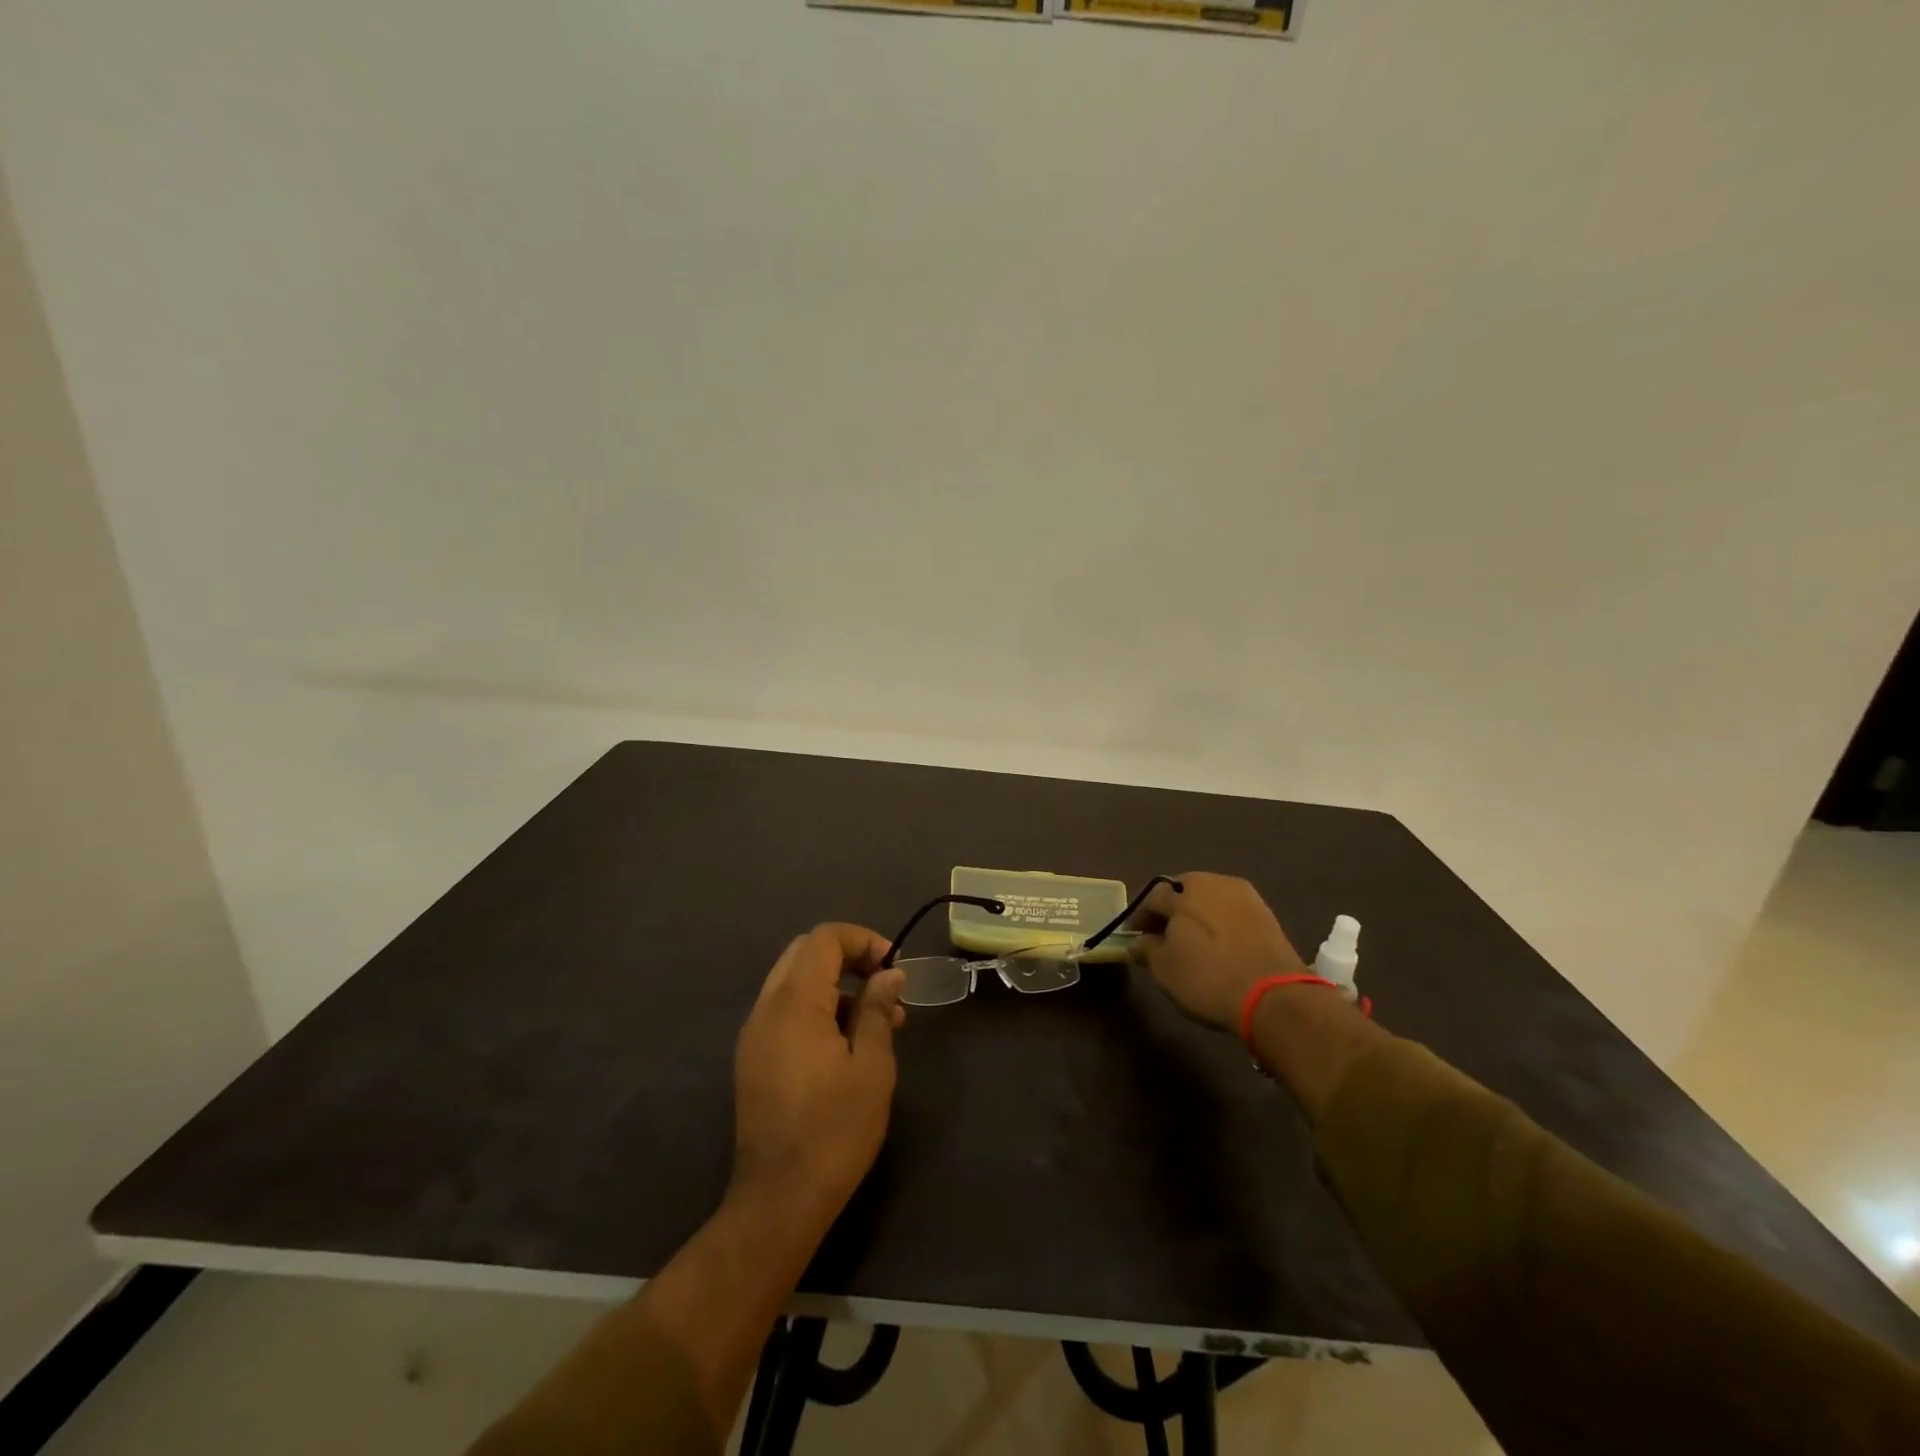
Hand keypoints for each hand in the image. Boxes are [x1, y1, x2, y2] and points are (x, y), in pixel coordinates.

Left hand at [731, 923, 905, 1232]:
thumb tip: (889, 974)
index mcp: (795, 1003)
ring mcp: (754, 1033)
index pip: (824, 939)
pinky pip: (785, 1010)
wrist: (779, 1199)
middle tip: (884, 984)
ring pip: (793, 980)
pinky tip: (847, 1042)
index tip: (893, 966)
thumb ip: (877, 1010)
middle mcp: (767, 1008)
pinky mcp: (752, 1057)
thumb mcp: (871, 1066)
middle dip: (848, 956)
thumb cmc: (835, 1130)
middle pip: (804, 952)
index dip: (862, 940)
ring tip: (877, 1019)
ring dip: (834, 984)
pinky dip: (816, 1007)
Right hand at [1129, 872, 1307, 1030]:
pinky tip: (1219, 944)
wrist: (1273, 997)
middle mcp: (1213, 883)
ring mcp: (1244, 896)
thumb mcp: (1165, 969)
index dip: (1140, 917)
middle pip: (1183, 891)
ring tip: (1193, 939)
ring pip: (1211, 898)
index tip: (1135, 935)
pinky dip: (1221, 922)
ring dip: (1198, 913)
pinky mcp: (1266, 914)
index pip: (1152, 898)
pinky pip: (1232, 911)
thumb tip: (1138, 942)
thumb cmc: (1207, 978)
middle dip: (1171, 909)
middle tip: (1164, 933)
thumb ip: (1147, 949)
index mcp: (1183, 891)